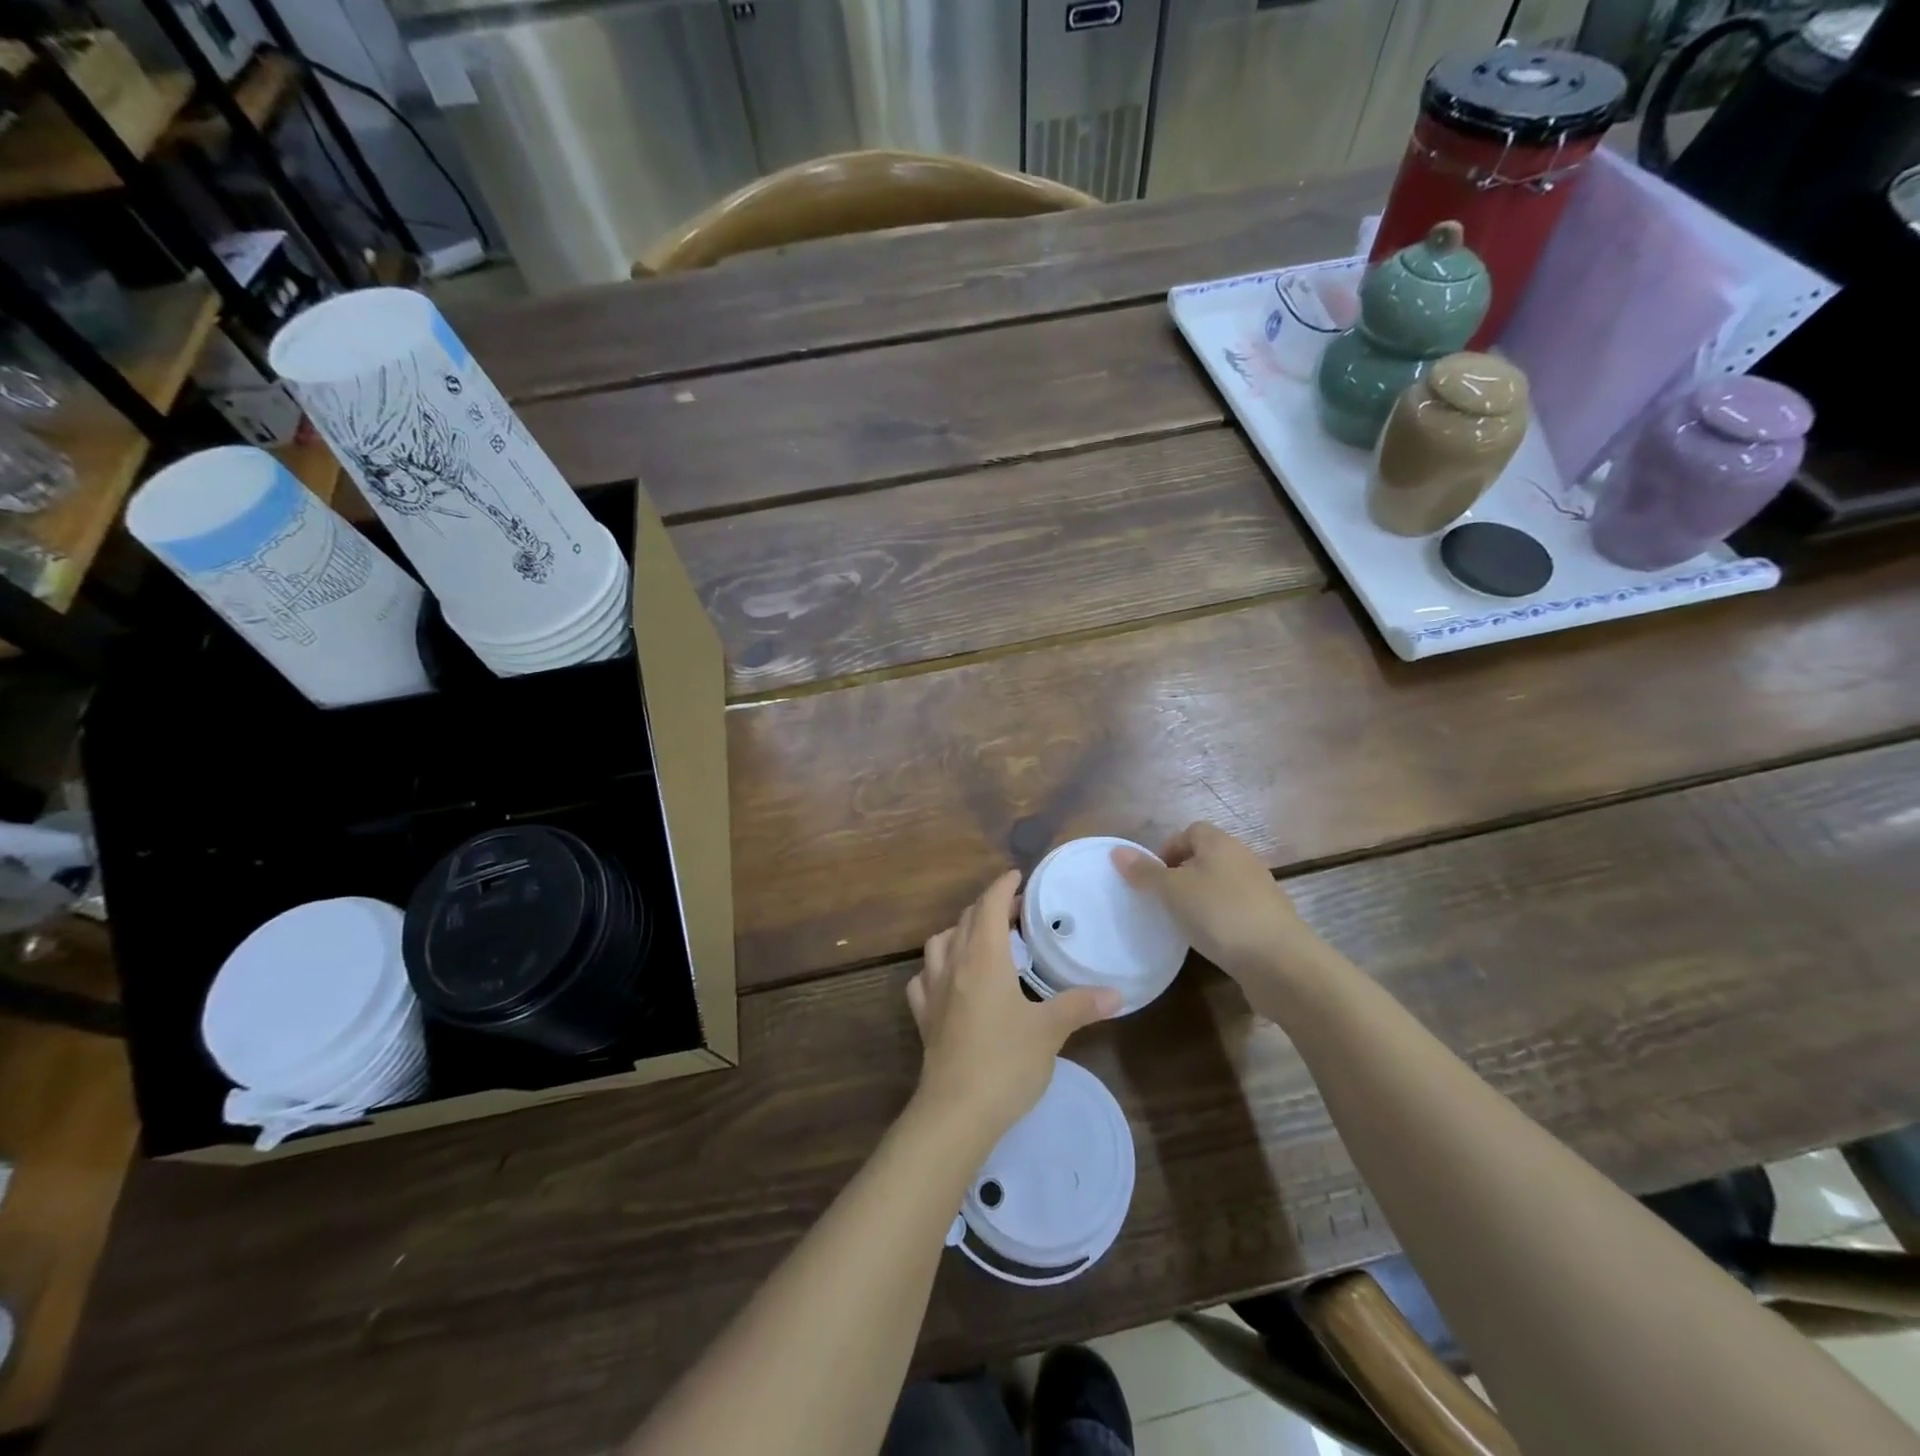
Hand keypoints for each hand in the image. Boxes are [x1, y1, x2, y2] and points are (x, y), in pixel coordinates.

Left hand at [907, 869, 1119, 1145]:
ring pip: (938, 943)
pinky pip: (923, 978)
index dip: (1002, 886)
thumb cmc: (1006, 1062)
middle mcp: (954, 965)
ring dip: (958, 932)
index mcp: (984, 958)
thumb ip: (1080, 1005)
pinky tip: (949, 980)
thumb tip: (1117, 994)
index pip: (988, 905)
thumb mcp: (1050, 1031)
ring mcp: (933, 991)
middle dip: (987, 907)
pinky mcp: (924, 1017)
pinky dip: (936, 968)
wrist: (957, 1111)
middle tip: (1014, 912)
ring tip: (981, 940)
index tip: (1017, 876)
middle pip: (965, 920)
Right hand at [1113, 823, 1319, 986]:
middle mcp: (1243, 859)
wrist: (1279, 961)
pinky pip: (1236, 909)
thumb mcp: (1171, 892)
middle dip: (1183, 875)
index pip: (1190, 831)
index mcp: (1220, 843)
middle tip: (1164, 900)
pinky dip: (1221, 919)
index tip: (1154, 877)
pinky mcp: (1270, 918)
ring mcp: (1261, 889)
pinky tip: (1212, 940)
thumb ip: (1144, 872)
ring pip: (1221, 884)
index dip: (1168, 849)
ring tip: (1185, 923)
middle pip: (1206, 856)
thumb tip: (1117, 851)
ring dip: (1202, 898)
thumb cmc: (1219, 914)